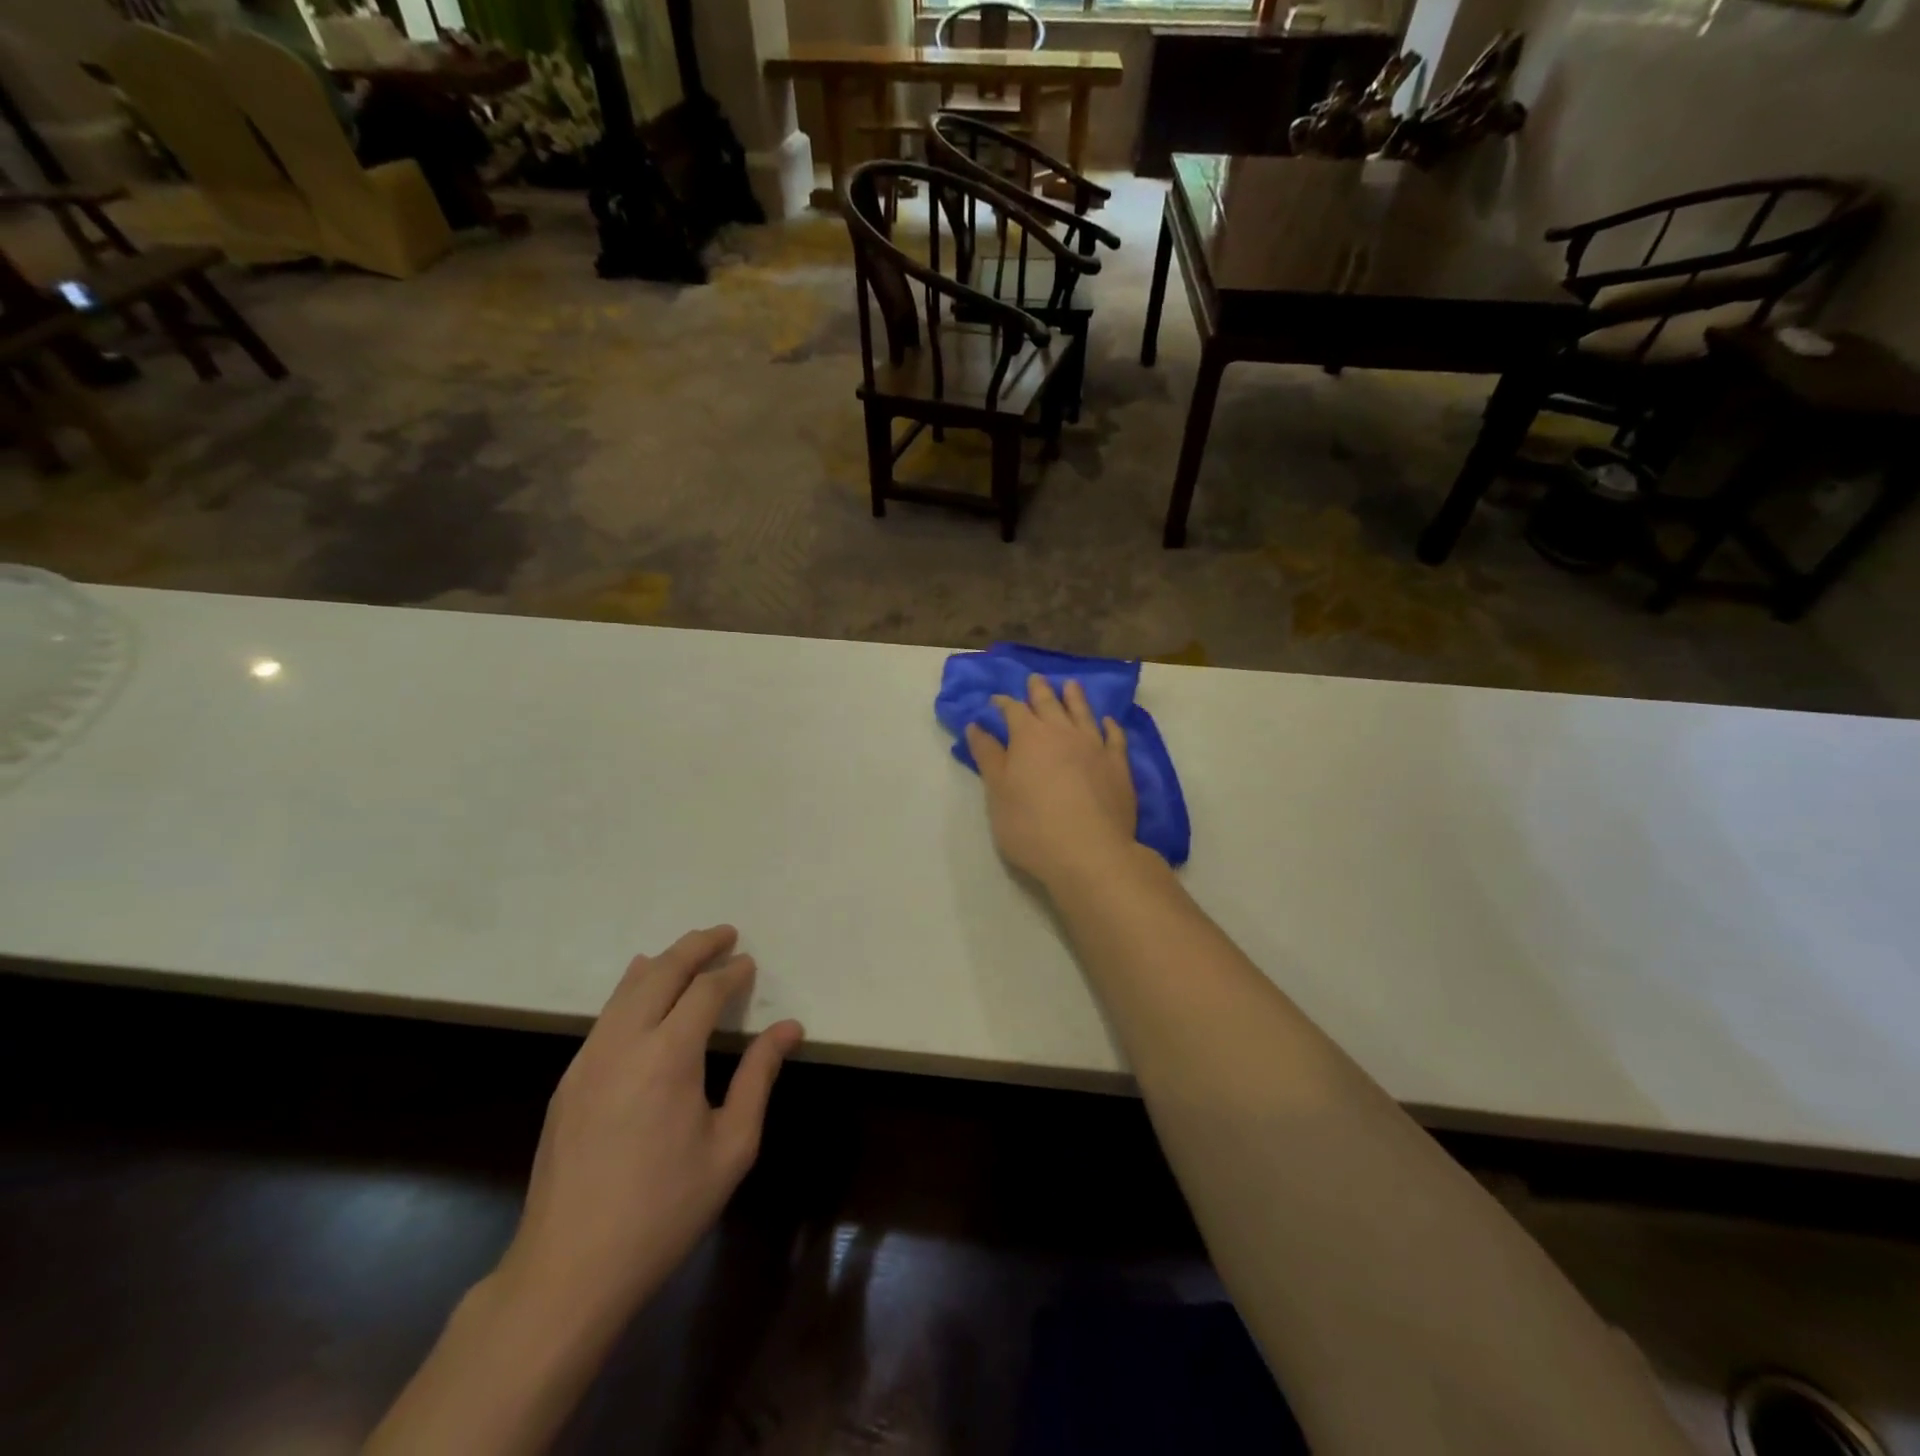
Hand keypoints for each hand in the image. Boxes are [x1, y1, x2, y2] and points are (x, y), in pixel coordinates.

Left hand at [498, 927, 802, 1333]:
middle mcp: (624, 1043)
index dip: (730, 972)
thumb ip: (759, 1077)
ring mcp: (588, 1059)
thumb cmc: (664, 1210)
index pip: (704, 991)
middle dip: (696, 946)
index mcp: (668, 1056)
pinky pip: (606, 1014)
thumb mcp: (731, 1146)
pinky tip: (642, 990)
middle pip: (661, 971)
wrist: (568, 1270)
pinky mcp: (569, 1080)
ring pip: (627, 987)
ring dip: (663, 962)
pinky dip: (632, 988)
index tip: (749, 963)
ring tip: (689, 952)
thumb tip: (788, 1028)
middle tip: (724, 934)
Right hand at [965, 674, 1138, 889]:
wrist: (1089, 852)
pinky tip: (1107, 722)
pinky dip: (1109, 726)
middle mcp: (1062, 733)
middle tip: (1034, 679)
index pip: (1013, 710)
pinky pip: (1114, 737)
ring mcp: (1094, 747)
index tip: (996, 700)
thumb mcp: (998, 793)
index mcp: (1029, 737)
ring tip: (1070, 685)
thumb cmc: (1031, 826)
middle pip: (1049, 704)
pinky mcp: (1118, 766)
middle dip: (1039, 691)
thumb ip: (988, 757)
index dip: (1003, 703)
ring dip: (1074, 697)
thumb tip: (976, 726)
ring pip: (1083, 713)